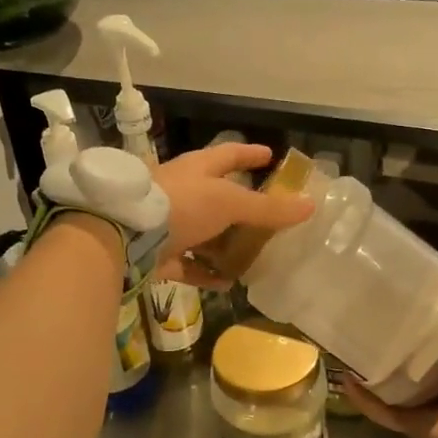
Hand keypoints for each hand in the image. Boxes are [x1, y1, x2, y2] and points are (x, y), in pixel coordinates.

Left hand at [154, 143, 312, 287]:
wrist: (126, 235)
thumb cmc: (182, 205)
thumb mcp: (230, 203)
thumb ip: (268, 209)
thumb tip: (310, 205)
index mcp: (198, 169)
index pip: (230, 154)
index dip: (250, 154)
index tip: (269, 155)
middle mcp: (182, 192)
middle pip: (217, 197)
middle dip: (240, 207)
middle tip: (267, 216)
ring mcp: (168, 223)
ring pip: (203, 233)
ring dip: (224, 244)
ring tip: (251, 255)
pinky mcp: (159, 254)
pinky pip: (188, 264)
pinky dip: (206, 272)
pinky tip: (226, 283)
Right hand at [344, 251, 437, 437]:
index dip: (428, 303)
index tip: (401, 283)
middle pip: (418, 350)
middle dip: (395, 333)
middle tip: (365, 309)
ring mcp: (431, 401)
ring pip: (396, 379)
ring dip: (374, 364)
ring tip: (348, 340)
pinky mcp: (412, 423)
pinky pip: (382, 409)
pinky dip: (364, 397)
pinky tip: (344, 376)